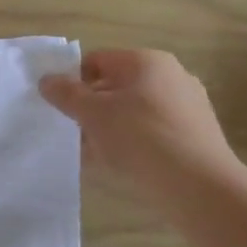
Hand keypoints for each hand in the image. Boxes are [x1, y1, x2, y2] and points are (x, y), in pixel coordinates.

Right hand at [38, 48, 241, 193]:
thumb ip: (66, 94)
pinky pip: (153, 132)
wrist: (199, 185)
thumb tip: (47, 79)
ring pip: (134, 111)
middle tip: (74, 133)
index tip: (60, 108)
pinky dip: (134, 143)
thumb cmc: (140, 138)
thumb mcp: (92, 114)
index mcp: (147, 61)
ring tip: (94, 155)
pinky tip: (122, 166)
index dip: (73, 81)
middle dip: (91, 108)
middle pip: (116, 86)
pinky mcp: (197, 135)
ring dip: (110, 128)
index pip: (97, 60)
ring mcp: (188, 106)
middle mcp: (172, 76)